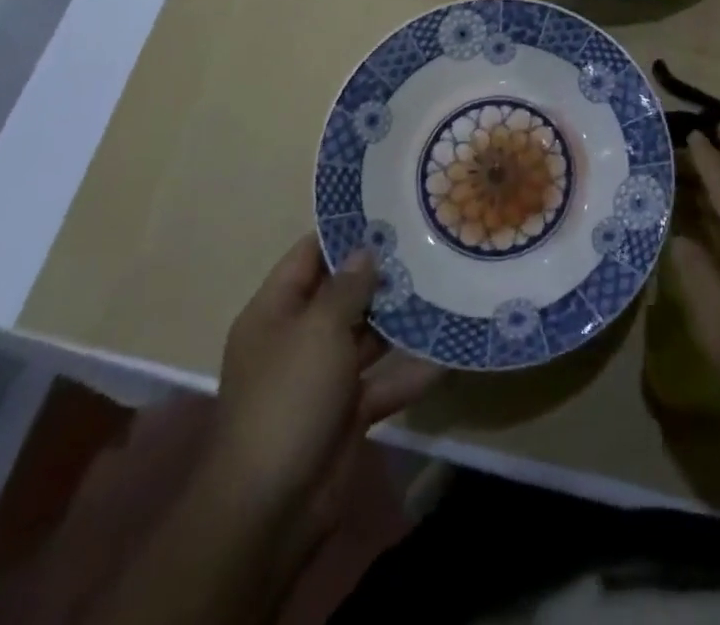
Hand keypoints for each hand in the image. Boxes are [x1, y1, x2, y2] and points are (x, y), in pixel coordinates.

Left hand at [205, 236, 439, 525]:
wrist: (271, 508)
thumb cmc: (288, 398)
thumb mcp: (317, 330)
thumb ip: (346, 288)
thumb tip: (366, 252)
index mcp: (275, 312)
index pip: (309, 256)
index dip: (344, 233)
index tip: (387, 212)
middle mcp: (298, 338)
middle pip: (343, 294)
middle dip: (383, 275)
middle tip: (428, 245)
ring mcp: (323, 376)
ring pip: (368, 336)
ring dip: (402, 320)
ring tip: (446, 286)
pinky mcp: (348, 411)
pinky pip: (383, 381)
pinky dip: (411, 371)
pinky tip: (448, 353)